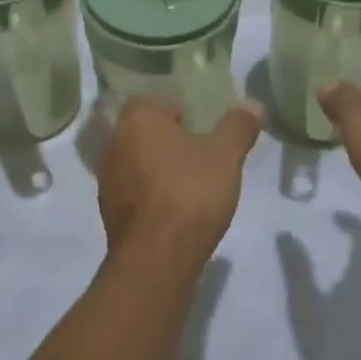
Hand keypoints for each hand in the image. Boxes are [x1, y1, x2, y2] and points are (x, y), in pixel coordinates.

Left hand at [97, 97, 262, 269]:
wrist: (156, 257)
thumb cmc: (191, 192)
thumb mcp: (226, 155)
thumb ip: (238, 126)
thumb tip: (253, 104)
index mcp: (138, 118)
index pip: (159, 102)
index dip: (184, 116)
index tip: (205, 136)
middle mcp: (114, 141)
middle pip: (147, 132)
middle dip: (171, 143)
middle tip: (202, 161)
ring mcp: (107, 177)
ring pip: (138, 162)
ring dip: (159, 169)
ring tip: (190, 188)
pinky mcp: (107, 209)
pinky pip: (133, 191)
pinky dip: (151, 195)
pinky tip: (173, 212)